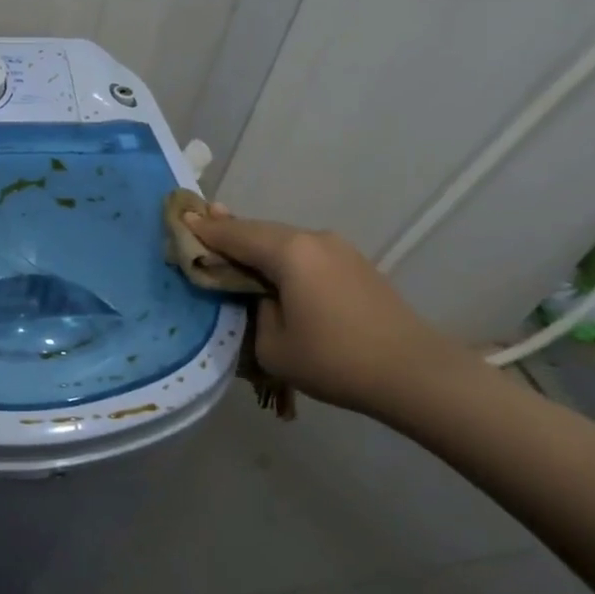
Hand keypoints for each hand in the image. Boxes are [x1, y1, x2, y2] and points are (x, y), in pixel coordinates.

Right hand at [185, 207, 484, 419]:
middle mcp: (313, 239)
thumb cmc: (334, 360)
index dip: (204, 230)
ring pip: (283, 240)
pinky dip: (280, 256)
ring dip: (255, 243)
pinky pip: (304, 253)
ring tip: (229, 242)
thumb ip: (254, 311)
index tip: (180, 219)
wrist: (415, 374)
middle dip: (228, 230)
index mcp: (289, 252)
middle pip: (258, 230)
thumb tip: (260, 297)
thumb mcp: (272, 344)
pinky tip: (270, 266)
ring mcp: (338, 250)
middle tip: (199, 224)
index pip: (234, 234)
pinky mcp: (354, 265)